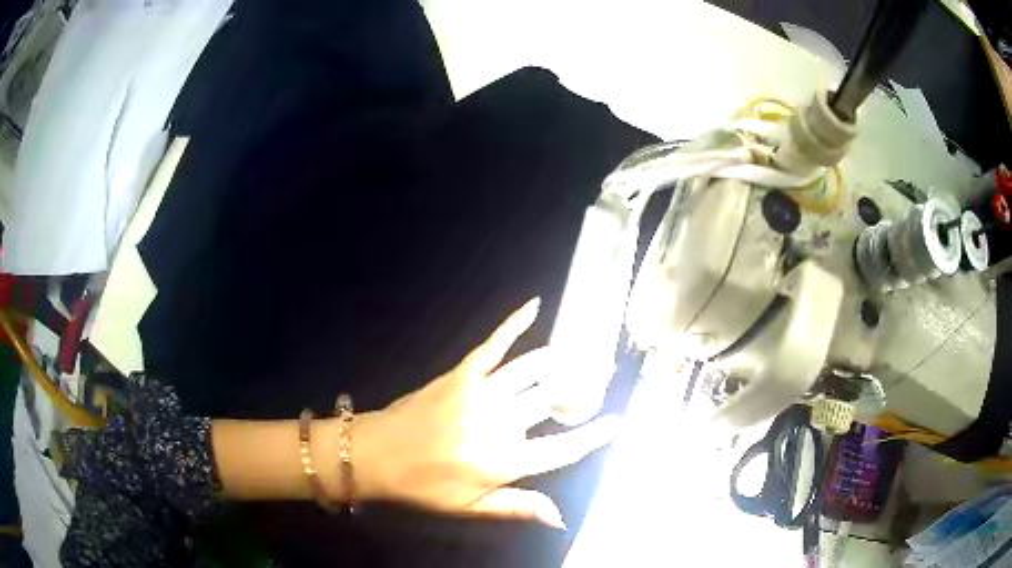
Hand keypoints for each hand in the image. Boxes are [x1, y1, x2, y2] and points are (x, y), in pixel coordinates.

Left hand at [351, 298, 618, 527]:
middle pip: (552, 402)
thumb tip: (561, 518)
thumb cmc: (423, 486)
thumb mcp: (470, 507)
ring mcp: (480, 392)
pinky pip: (495, 344)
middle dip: (583, 388)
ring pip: (532, 370)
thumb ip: (518, 508)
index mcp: (503, 461)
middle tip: (604, 374)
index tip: (617, 422)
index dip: (592, 436)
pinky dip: (515, 324)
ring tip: (584, 353)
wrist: (374, 454)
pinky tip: (534, 305)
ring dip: (561, 361)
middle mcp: (499, 423)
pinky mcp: (462, 373)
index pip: (561, 448)